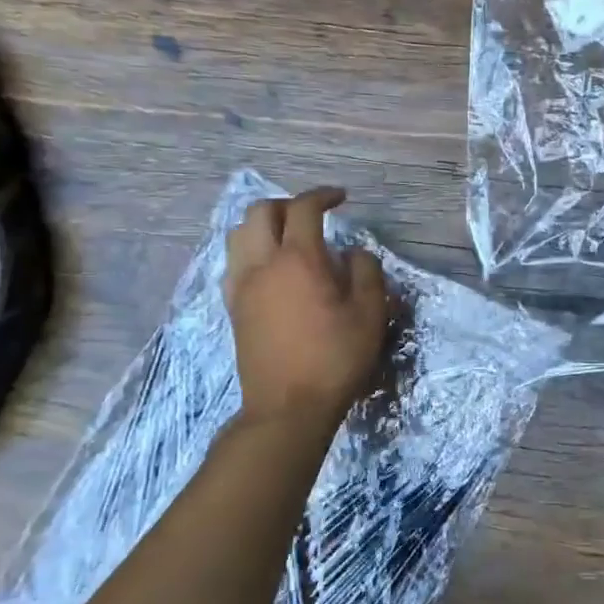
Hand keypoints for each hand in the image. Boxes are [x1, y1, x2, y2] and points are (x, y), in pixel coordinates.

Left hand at [224, 188, 388, 421]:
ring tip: (288, 237)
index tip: (341, 198)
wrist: (288, 407)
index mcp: (298, 260)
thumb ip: (365, 271)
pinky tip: (272, 269)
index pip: (303, 208)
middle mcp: (262, 264)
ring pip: (239, 235)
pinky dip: (252, 251)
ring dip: (263, 224)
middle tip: (313, 216)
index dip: (322, 195)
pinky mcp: (233, 308)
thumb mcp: (370, 313)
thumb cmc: (336, 358)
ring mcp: (241, 287)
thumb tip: (352, 253)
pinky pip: (234, 262)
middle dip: (288, 204)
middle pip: (261, 212)